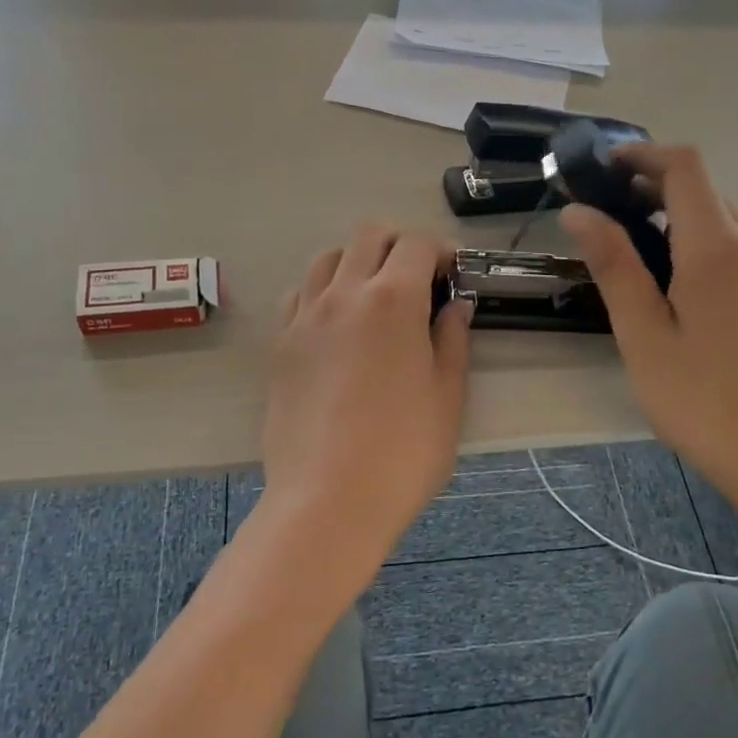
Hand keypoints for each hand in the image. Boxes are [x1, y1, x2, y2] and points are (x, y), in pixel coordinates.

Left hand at [258, 225, 472, 582]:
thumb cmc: (403, 453)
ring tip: (375, 295)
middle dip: (397, 244)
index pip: (414, 245)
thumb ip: (452, 339)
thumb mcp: (447, 396)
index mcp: (393, 301)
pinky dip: (323, 291)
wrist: (328, 500)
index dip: (439, 250)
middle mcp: (344, 294)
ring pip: (327, 259)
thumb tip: (456, 304)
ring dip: (356, 261)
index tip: (453, 271)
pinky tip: (338, 322)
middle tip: (418, 277)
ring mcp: (305, 318)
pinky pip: (300, 295)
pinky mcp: (281, 345)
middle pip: (367, 236)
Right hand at [562, 144, 737, 513]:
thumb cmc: (699, 397)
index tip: (602, 170)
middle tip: (607, 213)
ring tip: (639, 245)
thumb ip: (613, 264)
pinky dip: (706, 237)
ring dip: (682, 212)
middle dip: (655, 185)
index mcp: (717, 247)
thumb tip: (578, 211)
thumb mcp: (642, 332)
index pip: (685, 167)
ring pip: (727, 214)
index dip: (642, 155)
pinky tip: (682, 279)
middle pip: (707, 187)